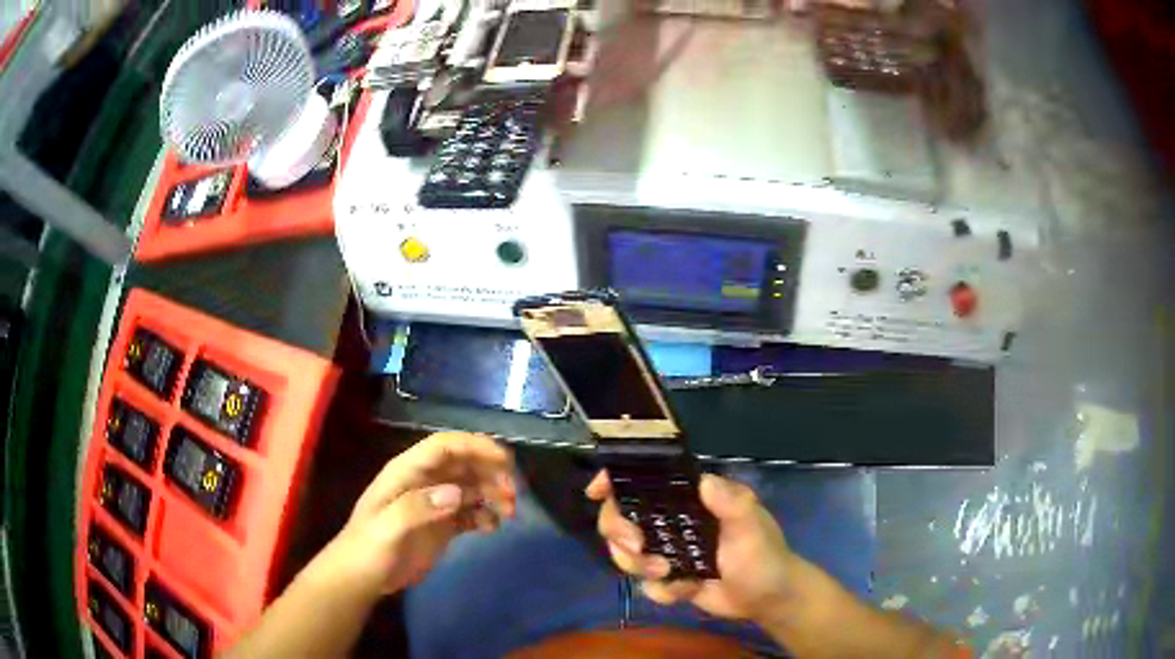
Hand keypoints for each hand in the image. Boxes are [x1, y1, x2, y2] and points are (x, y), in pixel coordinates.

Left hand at [302, 432, 516, 601]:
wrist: (361, 578)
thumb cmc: (369, 549)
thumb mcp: (387, 528)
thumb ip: (418, 507)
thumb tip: (458, 493)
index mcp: (407, 472)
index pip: (445, 446)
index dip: (476, 446)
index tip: (506, 461)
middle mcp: (423, 481)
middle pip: (464, 463)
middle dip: (491, 472)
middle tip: (513, 495)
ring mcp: (433, 503)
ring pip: (471, 486)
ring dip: (493, 494)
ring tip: (508, 514)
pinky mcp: (441, 524)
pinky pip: (470, 511)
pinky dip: (485, 515)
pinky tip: (491, 528)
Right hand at [587, 471, 797, 625]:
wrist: (767, 598)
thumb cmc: (764, 555)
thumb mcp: (753, 527)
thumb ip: (733, 504)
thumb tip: (704, 482)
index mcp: (691, 500)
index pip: (647, 482)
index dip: (616, 482)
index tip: (596, 492)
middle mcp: (672, 521)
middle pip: (621, 518)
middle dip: (619, 533)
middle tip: (637, 547)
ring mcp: (666, 551)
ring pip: (625, 553)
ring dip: (639, 566)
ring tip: (670, 575)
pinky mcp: (666, 578)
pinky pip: (644, 584)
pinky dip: (661, 591)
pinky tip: (686, 590)